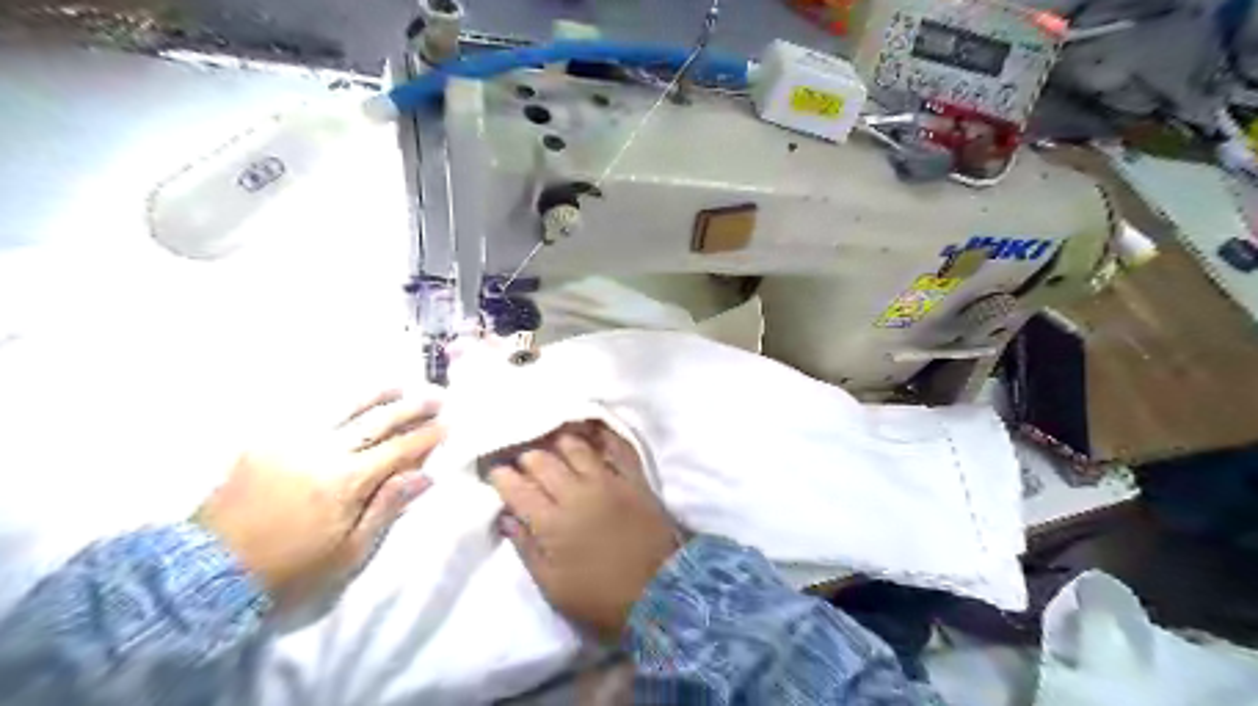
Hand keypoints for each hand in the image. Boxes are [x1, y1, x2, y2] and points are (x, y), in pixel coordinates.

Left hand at [197, 391, 446, 605]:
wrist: (207, 572)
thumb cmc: (290, 569)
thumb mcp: (348, 550)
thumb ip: (387, 507)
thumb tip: (424, 475)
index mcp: (346, 480)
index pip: (398, 449)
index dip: (426, 436)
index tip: (447, 425)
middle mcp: (322, 451)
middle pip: (376, 421)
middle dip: (410, 407)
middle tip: (436, 395)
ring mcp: (291, 441)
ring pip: (342, 408)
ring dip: (375, 395)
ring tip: (398, 385)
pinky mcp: (265, 442)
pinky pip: (308, 413)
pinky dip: (335, 402)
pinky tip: (348, 398)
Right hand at [484, 423, 679, 642]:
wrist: (660, 594)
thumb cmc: (600, 599)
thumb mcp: (553, 586)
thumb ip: (526, 548)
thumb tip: (506, 517)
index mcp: (551, 522)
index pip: (516, 487)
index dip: (500, 476)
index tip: (495, 473)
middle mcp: (576, 493)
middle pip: (542, 459)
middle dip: (526, 457)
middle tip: (522, 462)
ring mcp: (607, 481)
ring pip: (575, 446)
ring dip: (558, 443)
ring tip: (552, 445)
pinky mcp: (633, 478)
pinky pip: (615, 447)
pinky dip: (600, 437)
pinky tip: (591, 433)